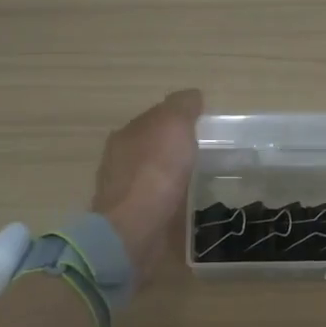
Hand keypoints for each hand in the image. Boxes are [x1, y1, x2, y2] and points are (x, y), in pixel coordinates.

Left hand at [92, 90, 203, 278]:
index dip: (179, 118)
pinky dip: (169, 199)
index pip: (155, 118)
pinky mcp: (132, 219)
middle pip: (152, 146)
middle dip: (174, 147)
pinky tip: (184, 203)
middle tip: (206, 152)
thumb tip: (192, 96)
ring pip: (152, 175)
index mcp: (127, 134)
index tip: (204, 126)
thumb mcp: (174, 126)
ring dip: (171, 174)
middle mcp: (120, 160)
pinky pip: (155, 201)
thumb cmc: (155, 172)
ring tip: (199, 178)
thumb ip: (182, 107)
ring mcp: (124, 192)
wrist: (134, 230)